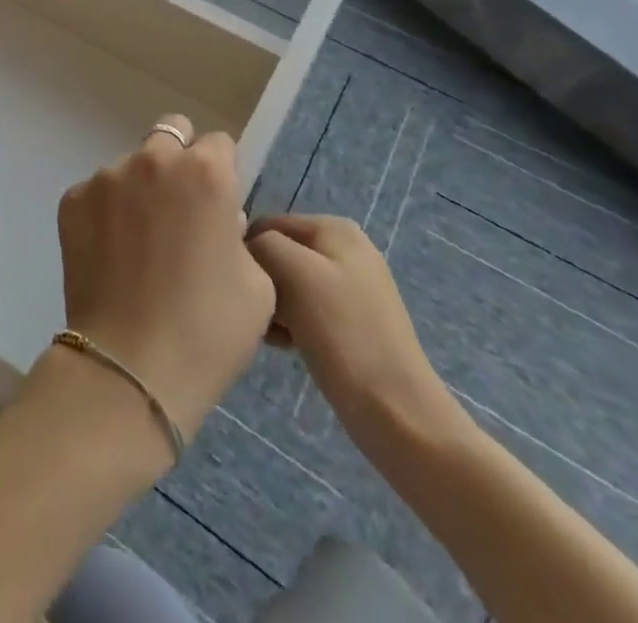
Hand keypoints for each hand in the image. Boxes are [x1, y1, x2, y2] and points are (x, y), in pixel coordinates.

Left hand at [57, 114, 275, 443]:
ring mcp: (106, 177)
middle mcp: (153, 160)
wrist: (129, 369)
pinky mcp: (72, 200)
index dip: (222, 172)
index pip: (217, 144)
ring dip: (139, 189)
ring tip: (139, 243)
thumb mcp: (256, 284)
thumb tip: (216, 221)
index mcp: (204, 172)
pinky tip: (111, 256)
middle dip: (178, 163)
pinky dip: (106, 213)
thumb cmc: (207, 331)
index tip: (218, 204)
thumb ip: (238, 235)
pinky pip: (97, 193)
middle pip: (170, 137)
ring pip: (130, 166)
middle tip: (178, 211)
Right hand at [245, 214, 462, 446]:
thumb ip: (262, 244)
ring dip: (273, 307)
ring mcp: (351, 287)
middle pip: (278, 254)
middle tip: (258, 315)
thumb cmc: (342, 334)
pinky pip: (305, 311)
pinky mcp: (351, 323)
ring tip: (271, 334)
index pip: (266, 225)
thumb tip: (248, 250)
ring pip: (288, 285)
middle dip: (262, 282)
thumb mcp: (294, 271)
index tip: (241, 288)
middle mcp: (345, 249)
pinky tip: (286, 346)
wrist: (396, 412)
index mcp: (334, 228)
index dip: (247, 253)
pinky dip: (290, 325)